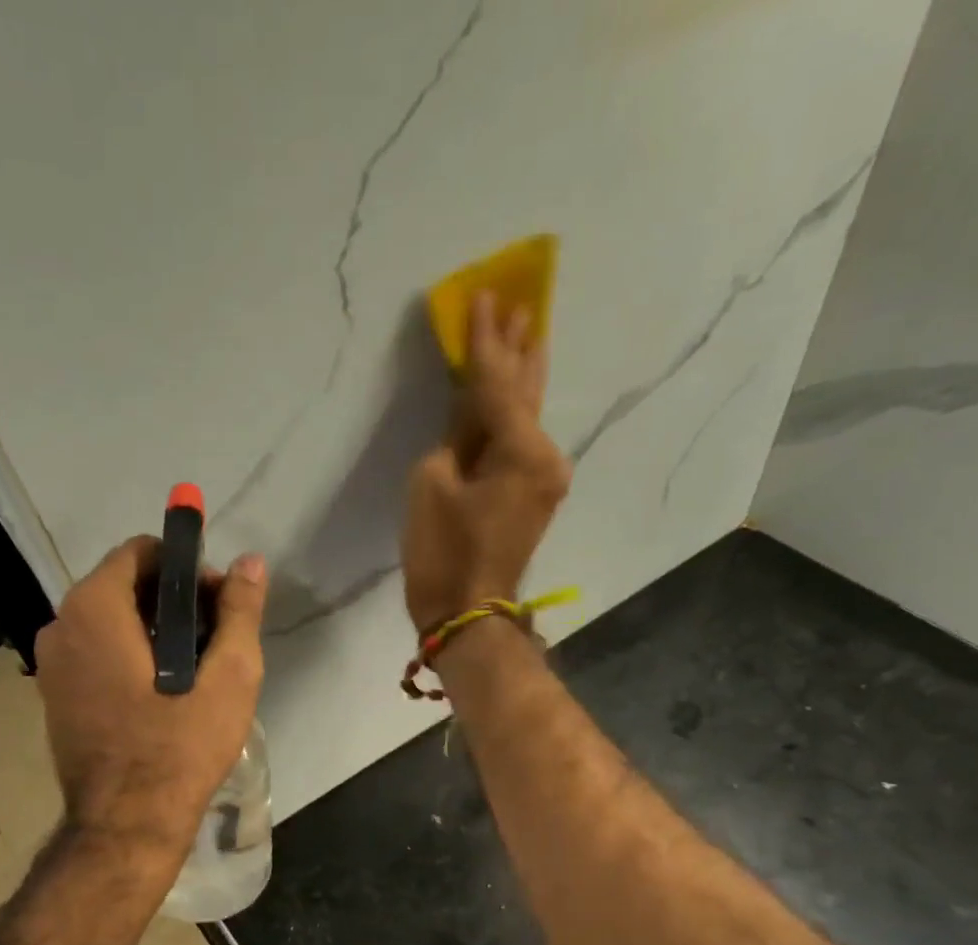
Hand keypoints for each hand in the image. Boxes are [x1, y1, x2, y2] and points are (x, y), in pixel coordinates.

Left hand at [34, 537, 267, 854]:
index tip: (219, 603)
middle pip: (124, 586)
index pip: (140, 552)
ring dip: (154, 631)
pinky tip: (164, 693)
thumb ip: (240, 611)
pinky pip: (96, 655)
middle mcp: (60, 626)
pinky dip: (130, 657)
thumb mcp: (229, 676)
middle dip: (173, 601)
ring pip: (110, 623)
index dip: (186, 568)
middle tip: (216, 639)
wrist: (126, 826)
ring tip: (197, 669)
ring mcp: (51, 666)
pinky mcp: (54, 698)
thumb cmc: (180, 747)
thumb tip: (250, 562)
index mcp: (94, 608)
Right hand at [402, 291, 571, 635]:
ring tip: (523, 332)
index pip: (498, 383)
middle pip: (528, 391)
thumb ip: (453, 438)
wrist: (467, 616)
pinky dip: (510, 417)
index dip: (485, 340)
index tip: (484, 294)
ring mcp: (543, 479)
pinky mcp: (532, 497)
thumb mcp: (431, 485)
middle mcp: (545, 457)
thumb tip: (468, 423)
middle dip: (521, 347)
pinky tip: (507, 397)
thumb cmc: (444, 553)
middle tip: (522, 301)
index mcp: (522, 451)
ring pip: (527, 417)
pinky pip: (520, 444)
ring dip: (520, 377)